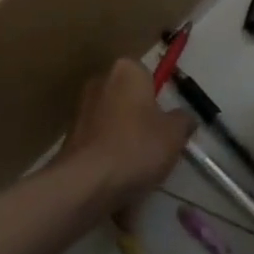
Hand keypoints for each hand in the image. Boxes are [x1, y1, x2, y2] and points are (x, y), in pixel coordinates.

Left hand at [59, 58, 193, 211]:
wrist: (86, 182)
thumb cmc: (137, 146)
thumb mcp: (175, 134)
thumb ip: (184, 120)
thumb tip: (184, 118)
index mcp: (126, 70)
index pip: (148, 77)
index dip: (160, 101)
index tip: (168, 125)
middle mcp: (100, 82)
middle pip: (130, 100)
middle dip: (142, 121)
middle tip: (157, 147)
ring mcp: (81, 109)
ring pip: (115, 125)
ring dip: (126, 142)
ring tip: (139, 171)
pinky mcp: (70, 137)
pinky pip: (100, 145)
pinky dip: (110, 159)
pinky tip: (119, 181)